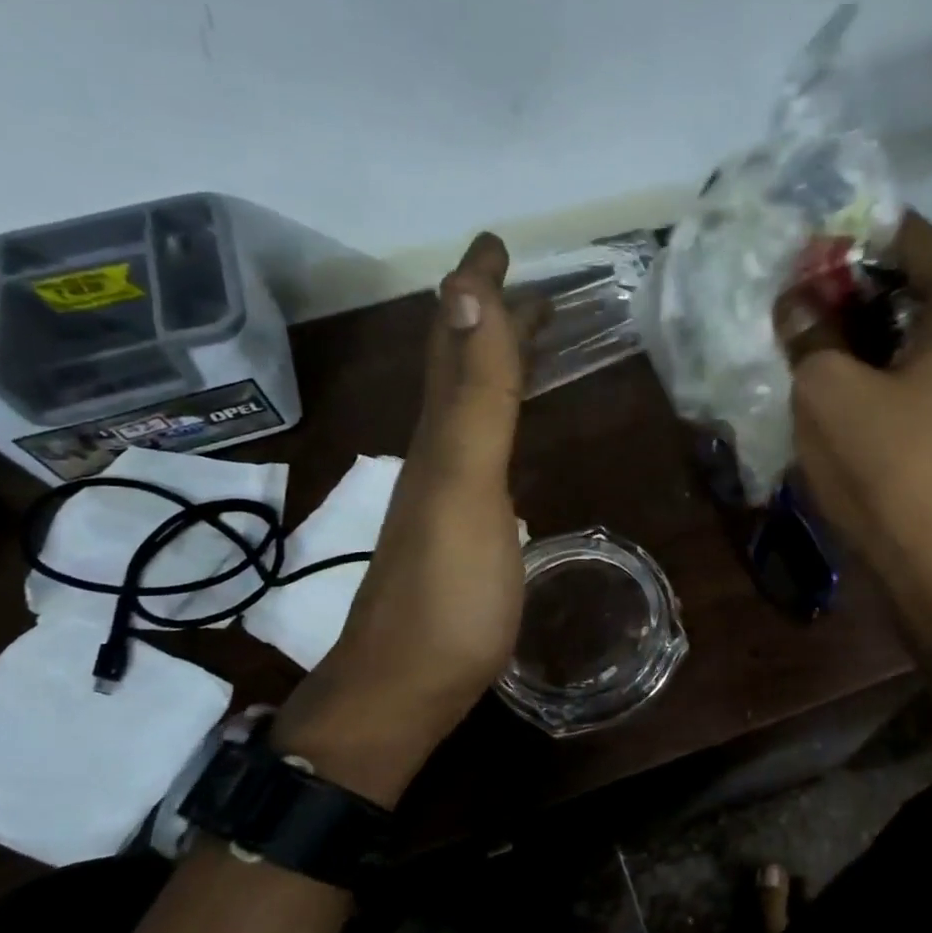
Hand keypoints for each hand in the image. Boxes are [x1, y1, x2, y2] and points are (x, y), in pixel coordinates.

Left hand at [274, 234, 525, 805]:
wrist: (405, 690)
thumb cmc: (447, 594)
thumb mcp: (464, 487)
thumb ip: (473, 398)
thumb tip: (466, 294)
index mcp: (440, 433)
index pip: (459, 340)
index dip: (477, 288)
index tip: (497, 241)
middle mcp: (437, 453)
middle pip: (459, 368)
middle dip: (488, 317)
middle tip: (523, 283)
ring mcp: (446, 495)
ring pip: (468, 408)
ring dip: (494, 365)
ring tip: (527, 341)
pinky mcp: (462, 532)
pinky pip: (481, 452)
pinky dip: (498, 421)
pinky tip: (509, 434)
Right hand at [787, 212, 931, 594]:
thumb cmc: (889, 466)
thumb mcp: (828, 388)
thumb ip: (808, 332)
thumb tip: (794, 304)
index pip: (910, 236)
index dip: (852, 231)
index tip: (798, 239)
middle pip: (903, 287)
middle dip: (841, 286)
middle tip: (780, 290)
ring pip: (894, 338)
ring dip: (843, 333)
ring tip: (785, 333)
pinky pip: (894, 380)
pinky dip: (857, 373)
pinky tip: (811, 382)